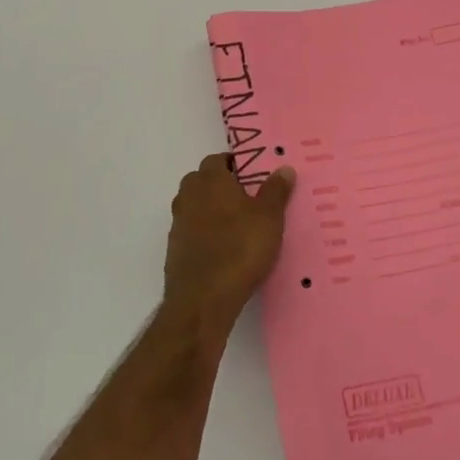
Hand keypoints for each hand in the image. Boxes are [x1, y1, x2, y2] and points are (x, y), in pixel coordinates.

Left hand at [164, 154, 295, 326]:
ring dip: (211, 210)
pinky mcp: (175, 249)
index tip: (253, 176)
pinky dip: (204, 233)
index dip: (235, 165)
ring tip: (238, 225)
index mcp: (210, 180)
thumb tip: (284, 168)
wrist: (202, 300)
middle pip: (202, 181)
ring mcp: (178, 223)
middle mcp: (188, 196)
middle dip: (221, 186)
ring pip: (195, 206)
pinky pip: (191, 231)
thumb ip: (276, 191)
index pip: (217, 159)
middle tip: (248, 199)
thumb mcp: (269, 218)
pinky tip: (223, 249)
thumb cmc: (240, 249)